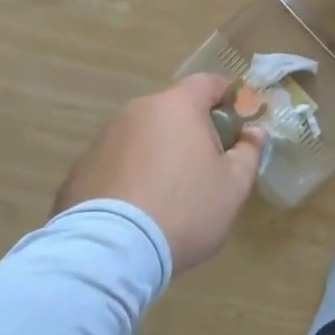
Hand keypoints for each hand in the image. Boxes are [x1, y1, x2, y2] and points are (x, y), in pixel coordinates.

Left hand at [55, 74, 265, 273]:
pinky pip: (117, 161)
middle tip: (206, 165)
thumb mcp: (233, 187)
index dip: (228, 97)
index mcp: (177, 106)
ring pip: (143, 135)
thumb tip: (254, 132)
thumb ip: (248, 152)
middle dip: (192, 129)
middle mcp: (138, 110)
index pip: (208, 83)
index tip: (239, 122)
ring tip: (168, 193)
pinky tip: (136, 208)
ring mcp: (104, 137)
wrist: (110, 252)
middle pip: (173, 109)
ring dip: (159, 152)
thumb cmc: (184, 210)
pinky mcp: (80, 167)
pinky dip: (130, 174)